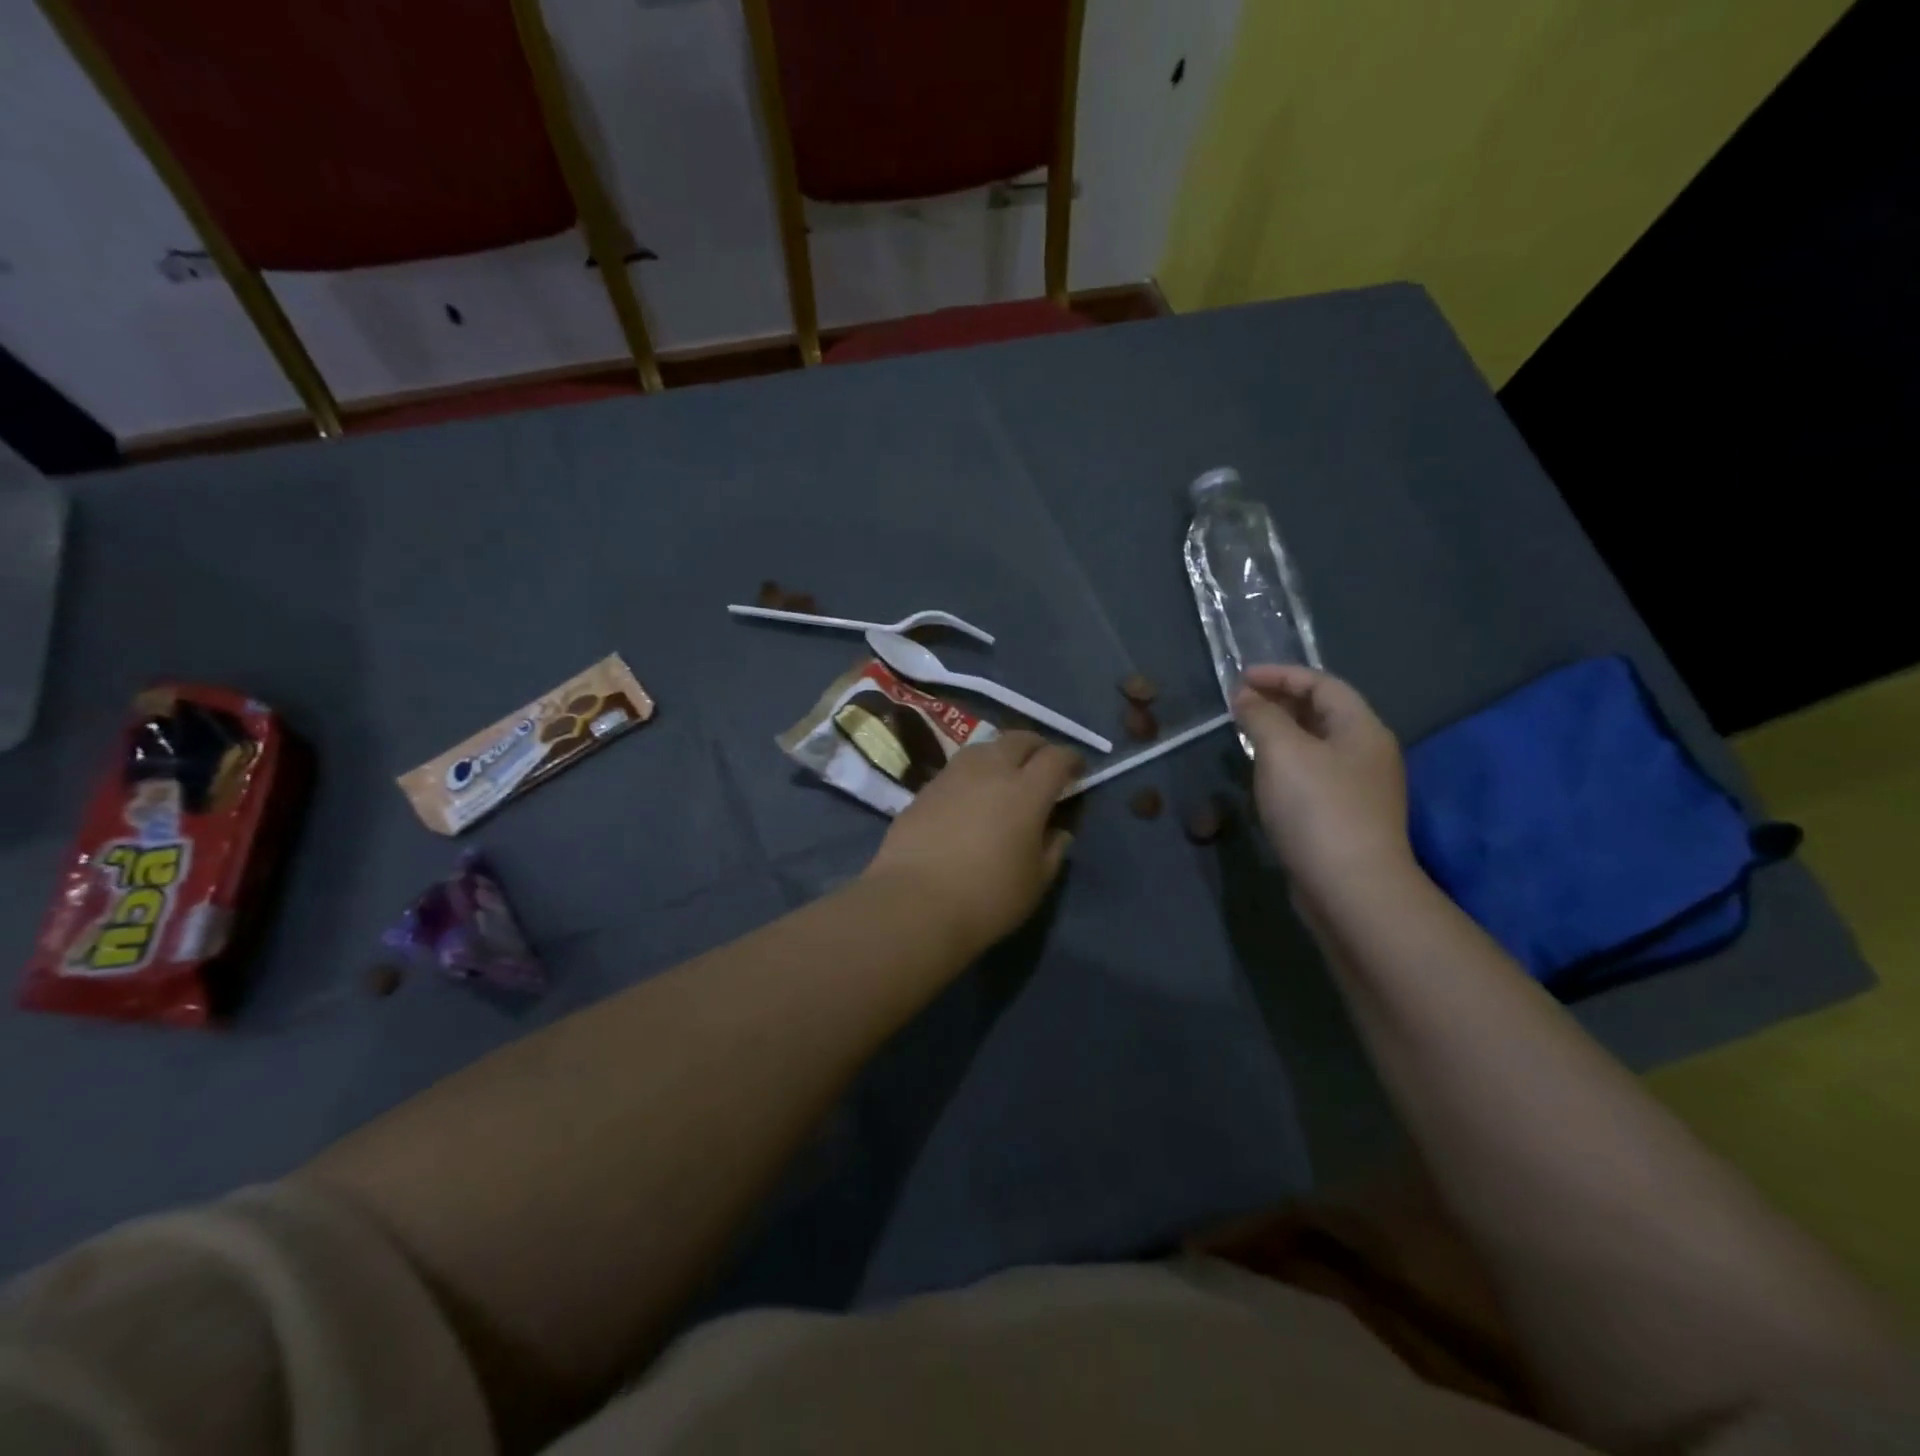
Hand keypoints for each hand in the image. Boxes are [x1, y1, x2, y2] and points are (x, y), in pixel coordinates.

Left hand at [863, 730, 1080, 953]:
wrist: (914, 903)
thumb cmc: (987, 897)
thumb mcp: (1036, 881)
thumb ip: (1053, 849)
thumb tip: (1058, 830)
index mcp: (1026, 790)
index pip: (1056, 757)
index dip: (1072, 759)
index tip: (1078, 770)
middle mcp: (990, 770)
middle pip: (1019, 739)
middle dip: (1037, 747)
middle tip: (1043, 767)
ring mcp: (953, 775)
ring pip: (985, 746)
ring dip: (1002, 753)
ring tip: (1006, 776)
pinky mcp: (925, 788)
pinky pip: (958, 767)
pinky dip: (974, 773)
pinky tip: (971, 796)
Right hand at [1234, 665, 1413, 901]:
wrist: (1351, 889)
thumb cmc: (1318, 809)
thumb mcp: (1283, 752)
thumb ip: (1261, 716)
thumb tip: (1245, 696)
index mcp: (1362, 729)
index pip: (1322, 684)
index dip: (1280, 675)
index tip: (1239, 679)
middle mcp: (1367, 753)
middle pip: (1322, 713)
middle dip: (1279, 702)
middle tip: (1238, 705)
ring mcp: (1359, 788)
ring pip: (1316, 746)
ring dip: (1280, 734)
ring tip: (1244, 735)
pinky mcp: (1345, 818)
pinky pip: (1312, 775)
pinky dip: (1285, 764)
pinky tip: (1262, 776)